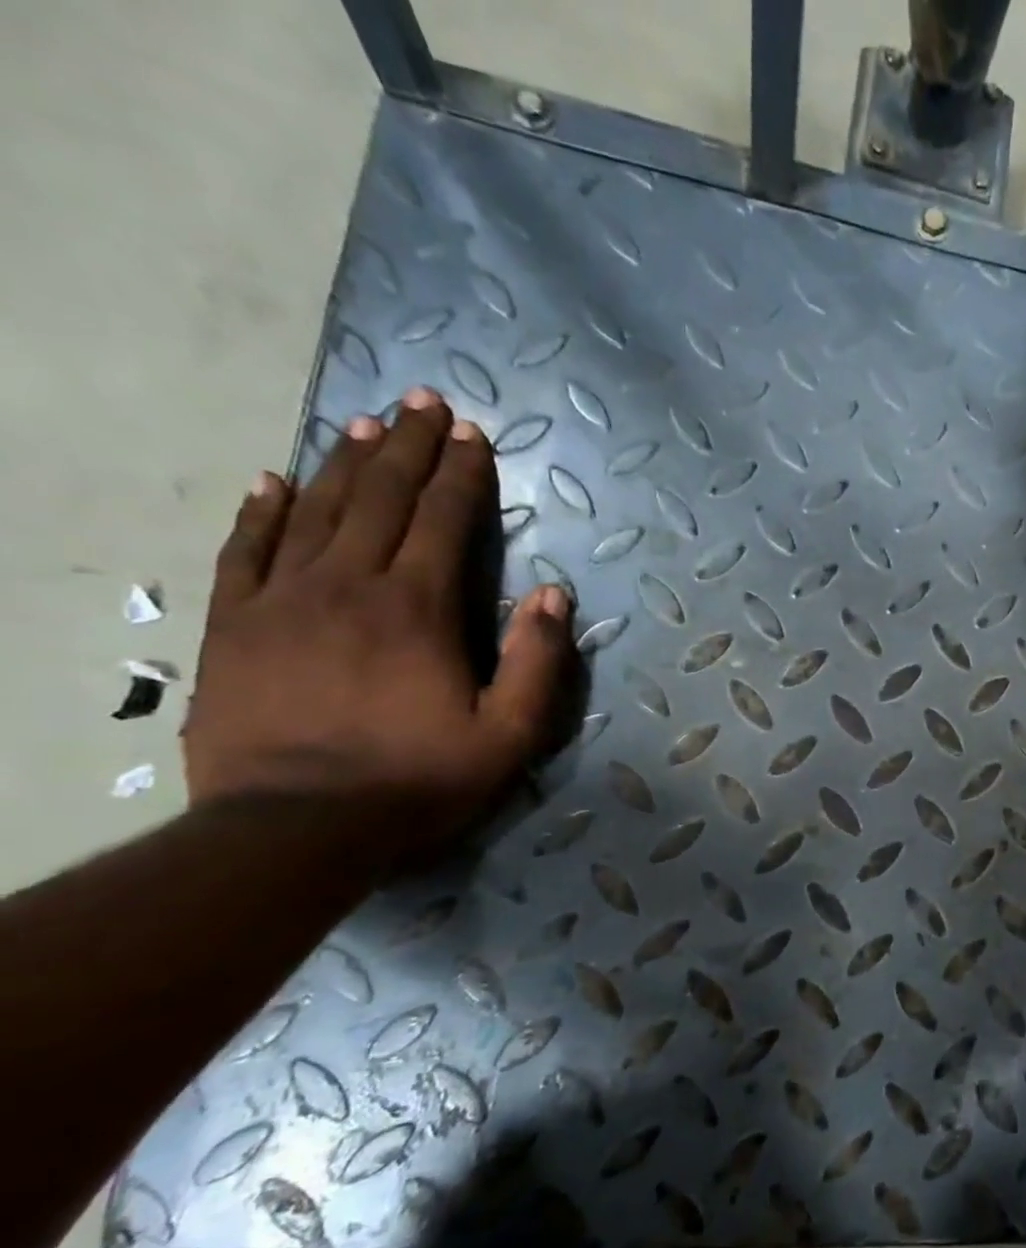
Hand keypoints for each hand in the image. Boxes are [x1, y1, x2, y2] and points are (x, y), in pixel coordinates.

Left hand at [185, 388, 575, 861]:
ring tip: (365, 423)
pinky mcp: (236, 626)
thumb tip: (553, 595)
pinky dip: (263, 510)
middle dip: (407, 447)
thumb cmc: (417, 781)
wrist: (294, 829)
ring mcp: (282, 600)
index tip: (473, 435)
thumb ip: (537, 662)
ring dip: (345, 463)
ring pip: (316, 511)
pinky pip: (247, 550)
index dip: (461, 474)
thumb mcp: (509, 735)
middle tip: (423, 402)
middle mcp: (348, 586)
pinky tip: (274, 481)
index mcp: (417, 609)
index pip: (443, 521)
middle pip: (379, 498)